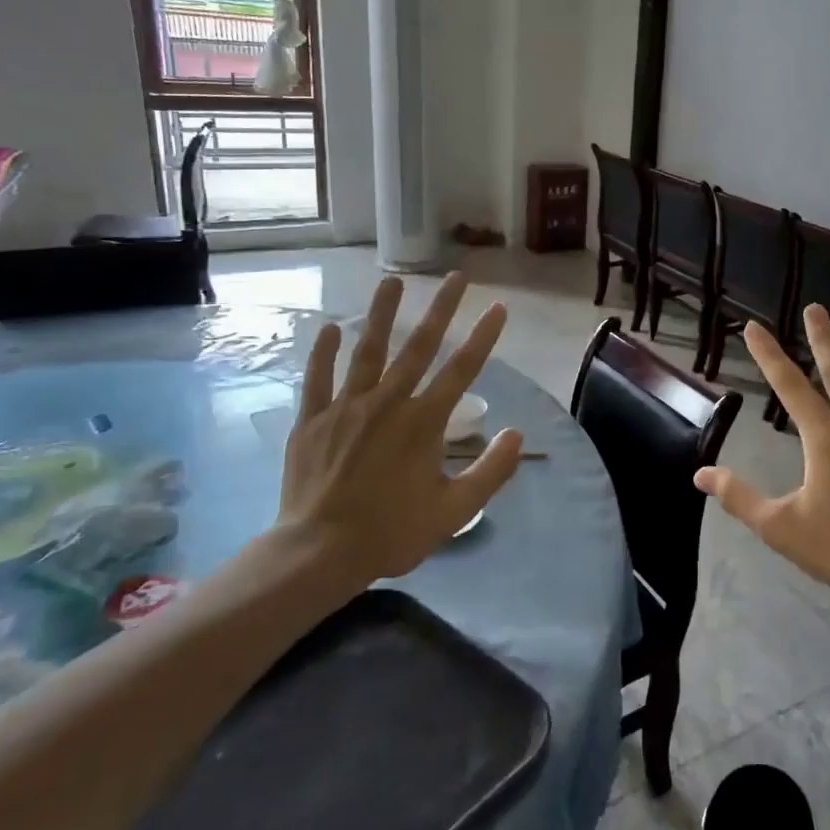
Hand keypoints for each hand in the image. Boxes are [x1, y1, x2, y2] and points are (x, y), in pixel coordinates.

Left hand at [274, 273, 522, 591]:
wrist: (318, 552)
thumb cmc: (391, 532)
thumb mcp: (454, 511)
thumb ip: (491, 471)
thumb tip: (516, 434)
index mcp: (424, 423)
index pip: (462, 370)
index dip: (483, 337)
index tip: (497, 307)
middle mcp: (388, 403)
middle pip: (419, 346)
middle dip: (441, 308)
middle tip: (456, 276)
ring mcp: (347, 408)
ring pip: (367, 351)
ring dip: (381, 314)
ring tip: (392, 281)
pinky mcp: (314, 420)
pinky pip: (318, 378)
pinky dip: (323, 352)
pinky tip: (330, 327)